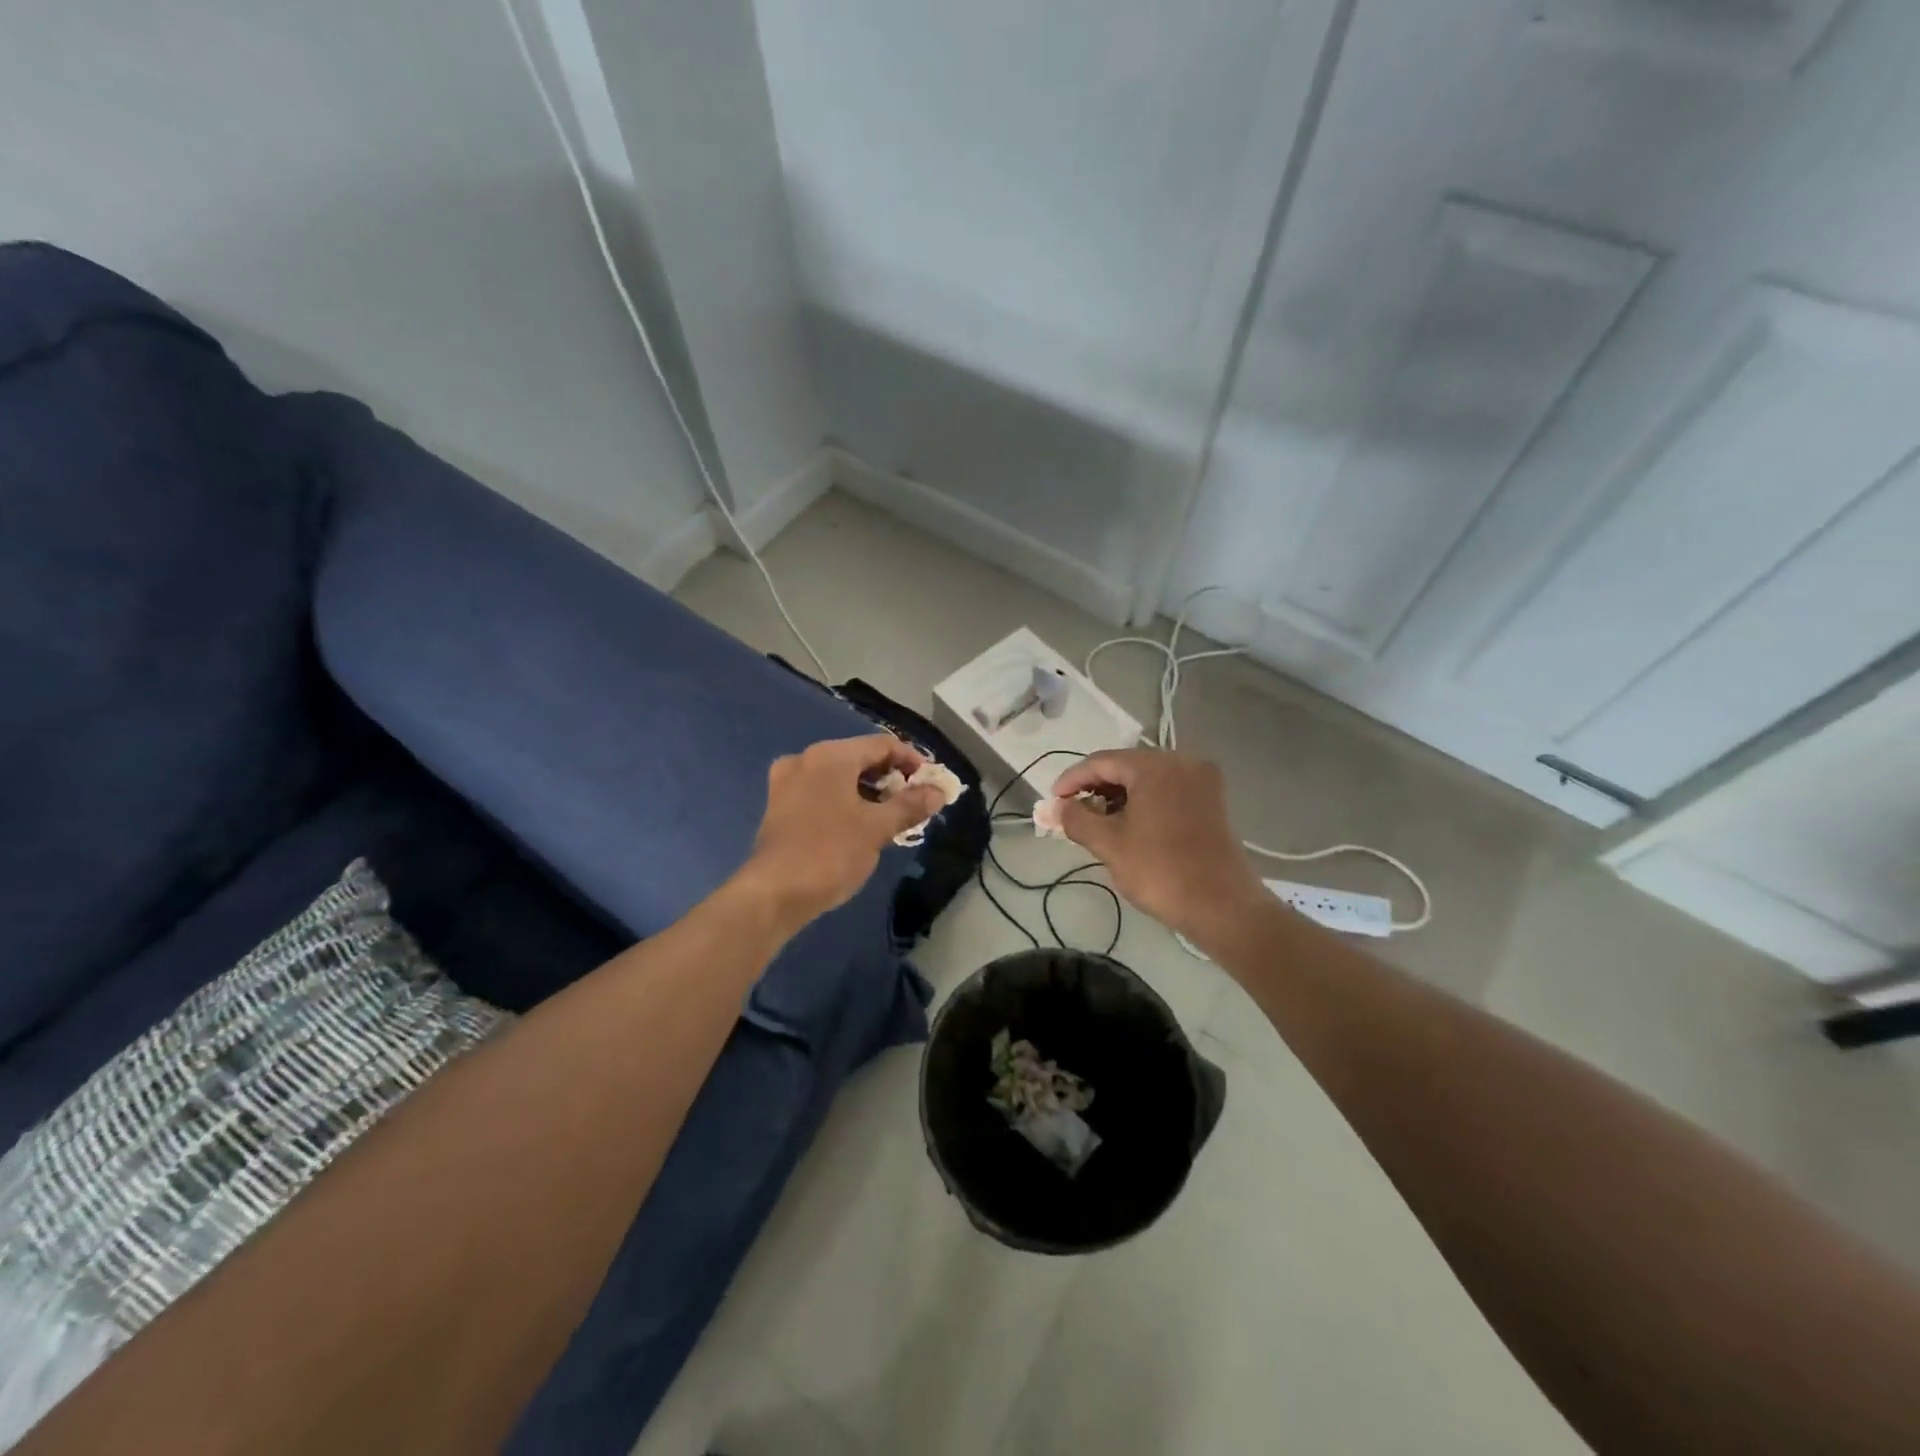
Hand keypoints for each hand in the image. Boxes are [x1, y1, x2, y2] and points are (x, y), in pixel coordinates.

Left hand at [740, 735, 942, 930]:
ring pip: (839, 776)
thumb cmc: (830, 852)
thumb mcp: (878, 828)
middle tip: (914, 801)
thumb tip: (937, 792)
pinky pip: (821, 792)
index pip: (882, 745)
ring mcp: (787, 782)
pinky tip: (859, 825)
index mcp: (831, 756)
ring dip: (868, 791)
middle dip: (890, 778)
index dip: (912, 761)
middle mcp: (806, 759)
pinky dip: (845, 801)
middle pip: (859, 757)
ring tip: (891, 816)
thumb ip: (910, 805)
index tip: (931, 784)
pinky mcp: (779, 806)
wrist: (774, 893)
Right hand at [1050, 749, 1266, 940]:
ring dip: (1118, 795)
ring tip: (1096, 821)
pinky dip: (1143, 801)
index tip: (1052, 802)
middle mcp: (1182, 761)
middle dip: (1095, 787)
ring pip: (1147, 778)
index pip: (1101, 761)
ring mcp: (1201, 780)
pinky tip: (1128, 823)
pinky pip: (1167, 789)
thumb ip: (1076, 818)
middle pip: (1126, 766)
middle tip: (1071, 812)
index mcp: (1155, 766)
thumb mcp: (1109, 844)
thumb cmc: (1161, 871)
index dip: (1072, 780)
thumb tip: (1054, 807)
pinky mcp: (1211, 800)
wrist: (1223, 907)